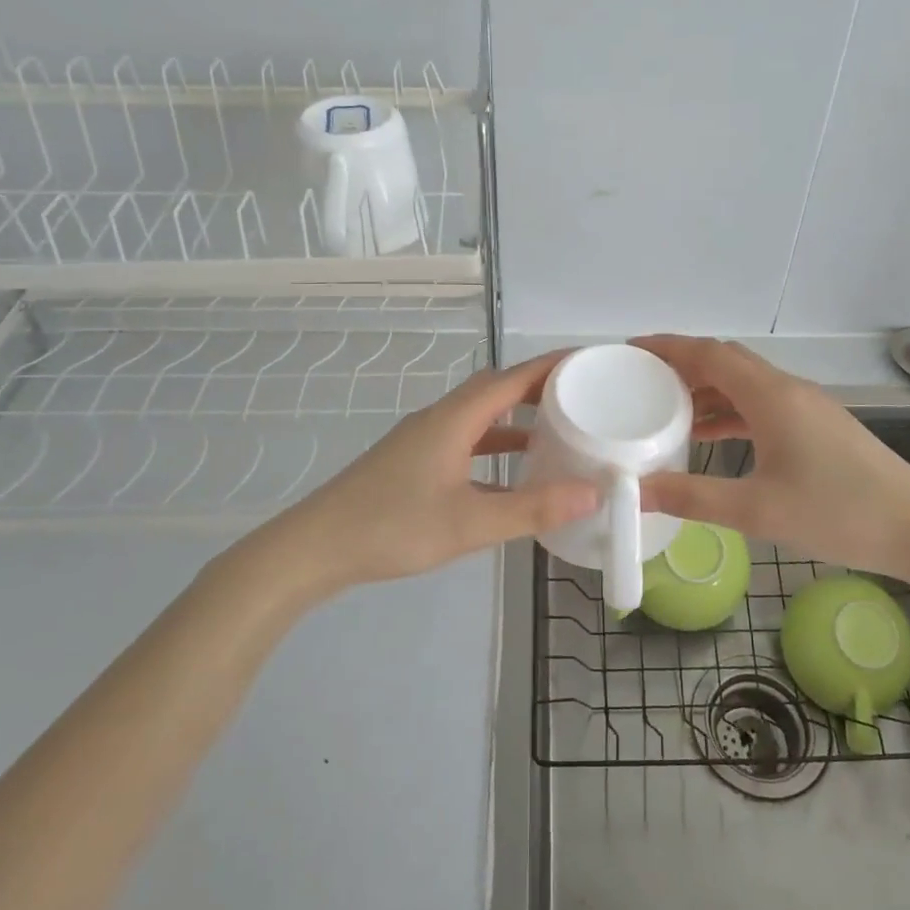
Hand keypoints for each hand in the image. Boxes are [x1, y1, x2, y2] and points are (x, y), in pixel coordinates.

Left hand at [249, 350, 597, 595]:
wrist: (316, 547)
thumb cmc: (393, 526)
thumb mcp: (470, 522)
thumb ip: (532, 508)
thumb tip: (593, 493)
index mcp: (454, 418)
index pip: (512, 378)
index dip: (551, 366)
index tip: (589, 362)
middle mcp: (440, 419)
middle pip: (496, 390)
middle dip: (538, 389)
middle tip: (580, 397)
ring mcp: (424, 440)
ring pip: (480, 418)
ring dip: (516, 419)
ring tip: (556, 432)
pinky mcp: (414, 462)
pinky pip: (466, 443)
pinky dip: (494, 449)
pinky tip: (511, 478)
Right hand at [633, 335, 909, 583]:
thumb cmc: (839, 513)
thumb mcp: (758, 511)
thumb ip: (693, 498)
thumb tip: (636, 491)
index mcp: (771, 396)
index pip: (709, 353)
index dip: (667, 347)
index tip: (630, 350)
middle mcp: (788, 390)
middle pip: (726, 361)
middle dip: (682, 366)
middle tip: (641, 382)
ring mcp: (807, 407)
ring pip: (744, 383)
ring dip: (706, 390)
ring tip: (666, 410)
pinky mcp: (818, 426)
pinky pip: (762, 405)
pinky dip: (730, 412)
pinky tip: (713, 437)